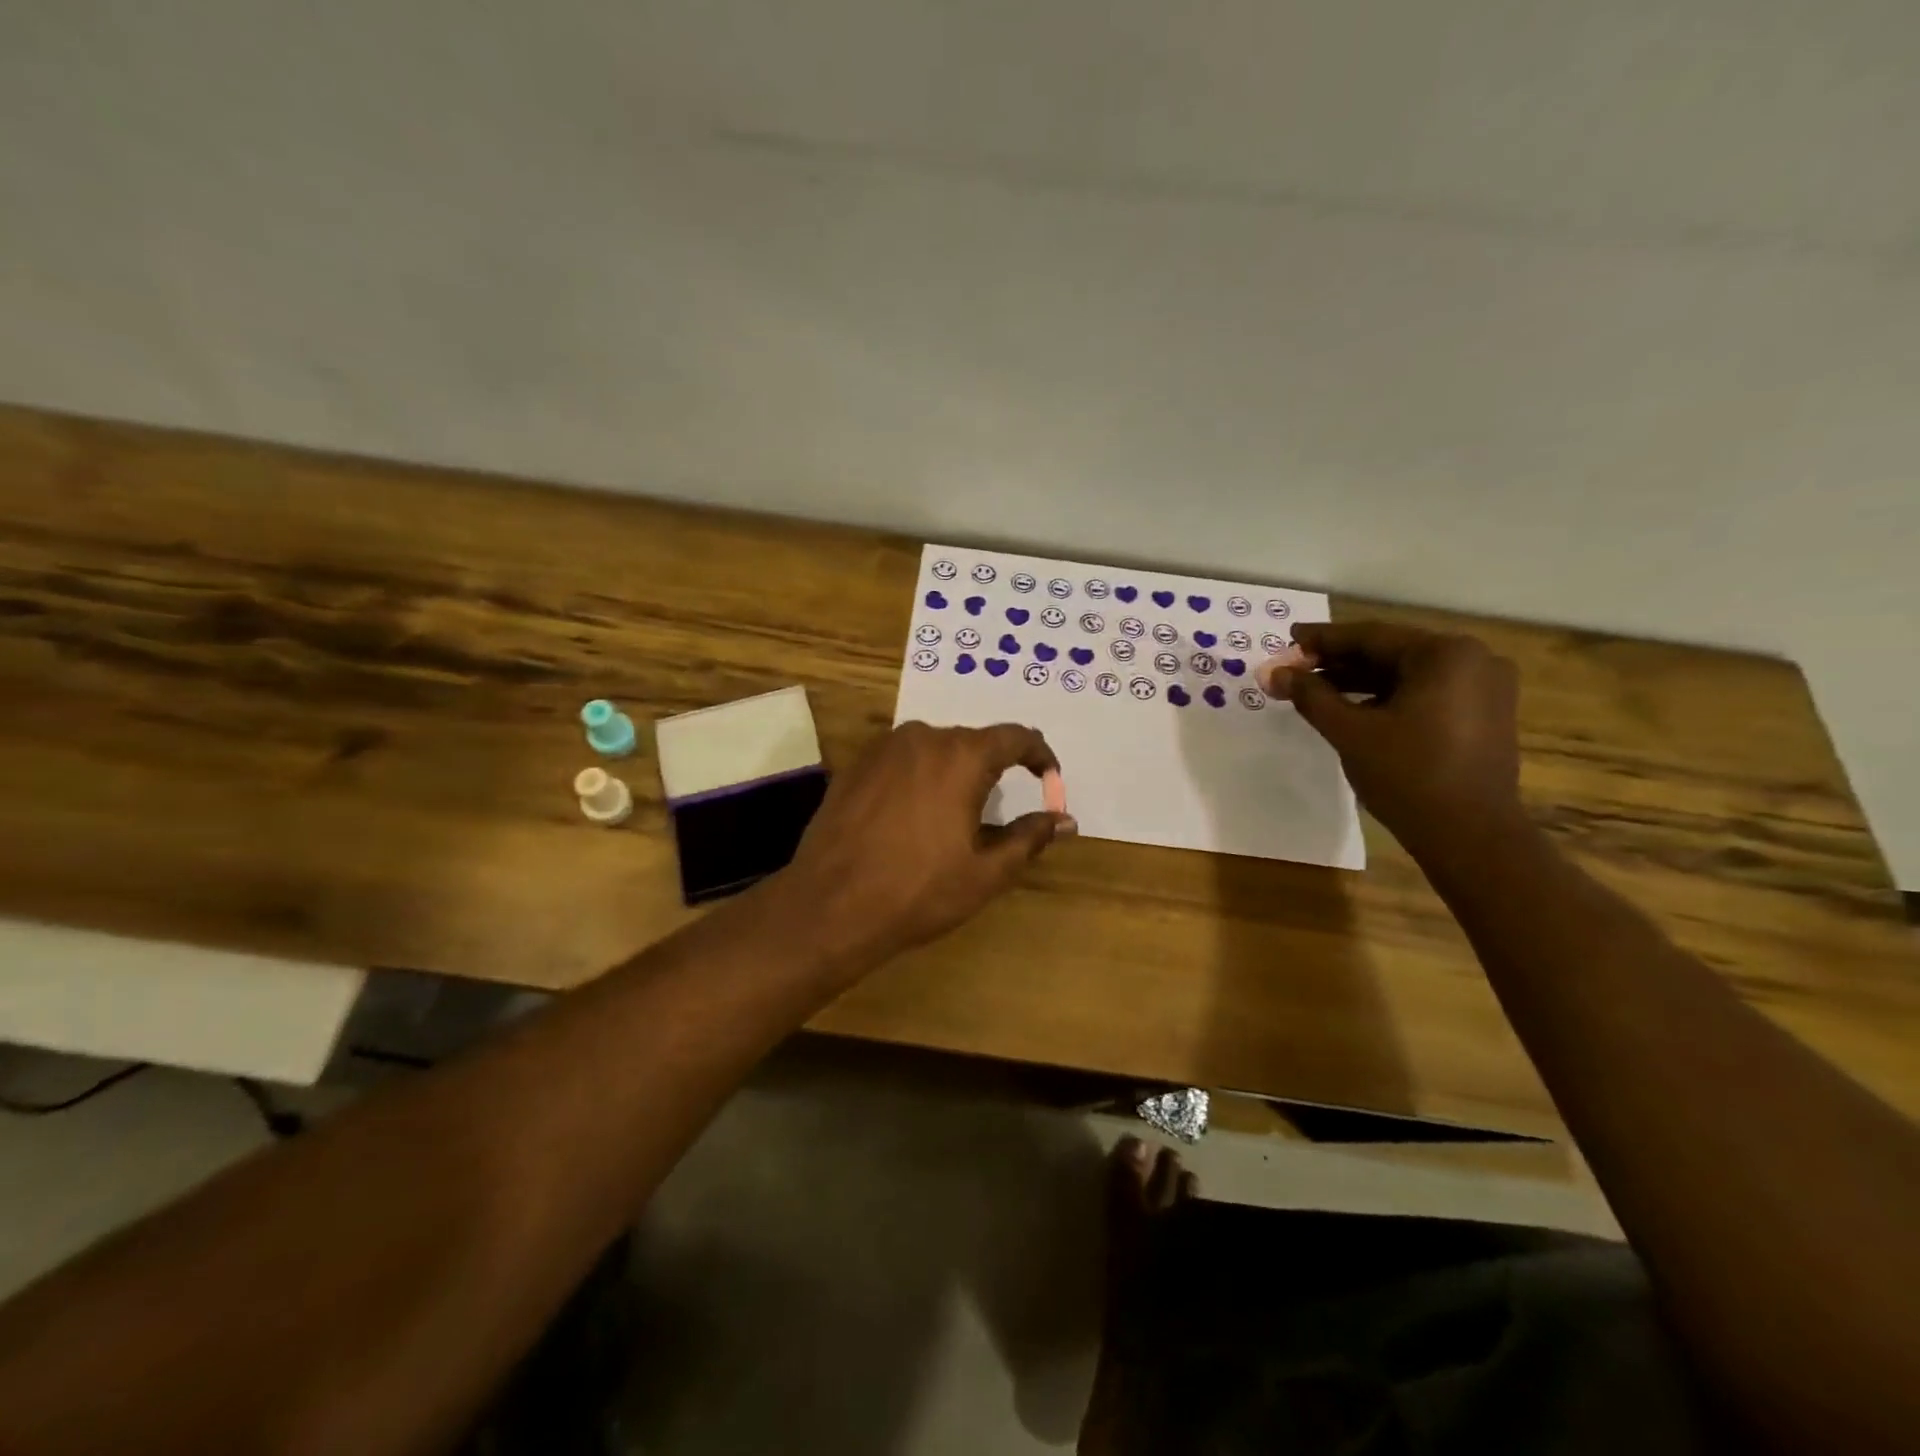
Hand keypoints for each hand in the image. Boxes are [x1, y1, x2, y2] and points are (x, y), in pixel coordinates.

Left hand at [777, 721, 1072, 969]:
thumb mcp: (986, 872)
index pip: (1015, 737)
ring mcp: (883, 748)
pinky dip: (918, 777)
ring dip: (952, 772)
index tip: (1048, 775)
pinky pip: (901, 759)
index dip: (1039, 754)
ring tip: (954, 814)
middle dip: (992, 768)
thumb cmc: (918, 891)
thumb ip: (1029, 838)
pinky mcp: (855, 765)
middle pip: (972, 742)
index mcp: (961, 756)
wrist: (830, 906)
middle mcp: (922, 737)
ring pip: (934, 749)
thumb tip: (1065, 819)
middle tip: (998, 808)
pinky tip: (912, 815)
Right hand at [1266, 622, 1523, 858]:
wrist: (1471, 836)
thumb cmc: (1409, 776)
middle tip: (1294, 667)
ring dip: (1359, 681)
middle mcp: (1473, 660)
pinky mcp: (1484, 714)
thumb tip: (1273, 672)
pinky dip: (1387, 697)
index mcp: (1445, 655)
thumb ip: (1310, 696)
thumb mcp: (1350, 732)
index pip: (1370, 637)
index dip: (1322, 639)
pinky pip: (1425, 693)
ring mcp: (1484, 688)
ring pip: (1406, 675)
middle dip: (1339, 662)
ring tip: (1314, 689)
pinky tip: (1352, 708)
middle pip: (1390, 653)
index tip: (1287, 638)